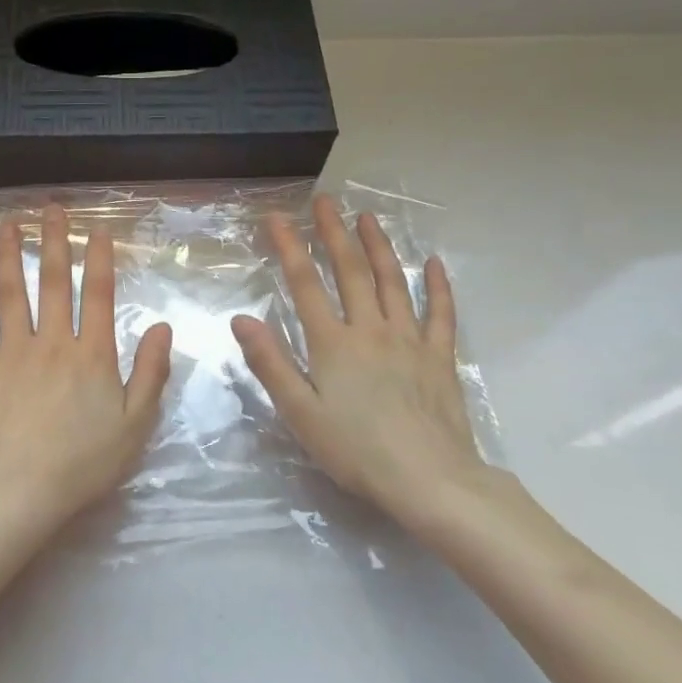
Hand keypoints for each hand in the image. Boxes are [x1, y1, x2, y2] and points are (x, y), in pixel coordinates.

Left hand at [0, 205, 172, 539]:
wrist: (18, 489)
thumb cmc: (83, 462)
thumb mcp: (136, 424)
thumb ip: (151, 372)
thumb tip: (162, 326)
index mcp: (92, 354)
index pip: (98, 294)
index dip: (98, 258)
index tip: (97, 228)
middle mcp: (53, 341)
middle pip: (53, 282)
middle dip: (53, 241)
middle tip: (50, 209)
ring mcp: (13, 352)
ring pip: (10, 293)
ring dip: (8, 255)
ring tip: (7, 224)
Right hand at [232, 195, 509, 532]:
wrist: (430, 480)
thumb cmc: (356, 451)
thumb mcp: (301, 413)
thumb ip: (271, 363)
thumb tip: (241, 319)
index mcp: (333, 343)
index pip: (306, 284)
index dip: (289, 247)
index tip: (276, 218)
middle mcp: (371, 330)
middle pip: (351, 272)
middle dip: (334, 234)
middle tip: (325, 202)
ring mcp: (410, 340)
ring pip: (392, 282)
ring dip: (379, 246)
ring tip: (368, 217)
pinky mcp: (440, 357)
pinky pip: (440, 314)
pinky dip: (436, 286)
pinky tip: (433, 263)